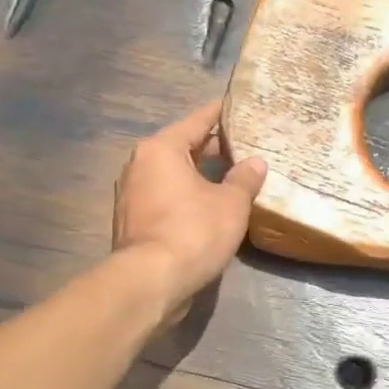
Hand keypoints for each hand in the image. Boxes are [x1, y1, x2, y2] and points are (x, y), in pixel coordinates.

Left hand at [113, 100, 267, 321]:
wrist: (151, 282)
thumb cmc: (193, 231)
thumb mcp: (231, 203)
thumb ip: (245, 179)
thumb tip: (256, 163)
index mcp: (161, 149)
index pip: (197, 121)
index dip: (220, 113)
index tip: (237, 106)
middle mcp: (140, 165)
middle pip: (181, 148)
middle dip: (211, 148)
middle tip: (243, 145)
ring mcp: (132, 195)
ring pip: (172, 175)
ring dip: (199, 175)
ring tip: (232, 176)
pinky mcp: (133, 222)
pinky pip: (166, 198)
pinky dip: (186, 197)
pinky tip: (210, 206)